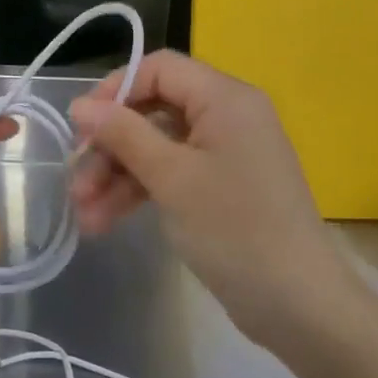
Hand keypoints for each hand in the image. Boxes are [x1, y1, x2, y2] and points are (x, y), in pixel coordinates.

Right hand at [69, 51, 351, 346]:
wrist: (301, 308)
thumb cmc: (235, 229)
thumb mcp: (171, 177)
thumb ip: (123, 134)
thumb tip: (79, 104)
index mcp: (224, 98)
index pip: (159, 69)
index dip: (115, 89)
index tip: (80, 124)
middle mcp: (226, 115)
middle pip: (152, 111)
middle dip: (110, 146)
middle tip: (75, 179)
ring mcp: (224, 153)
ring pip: (156, 147)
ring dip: (117, 175)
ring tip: (83, 214)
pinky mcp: (220, 187)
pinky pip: (171, 173)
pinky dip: (139, 192)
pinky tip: (104, 222)